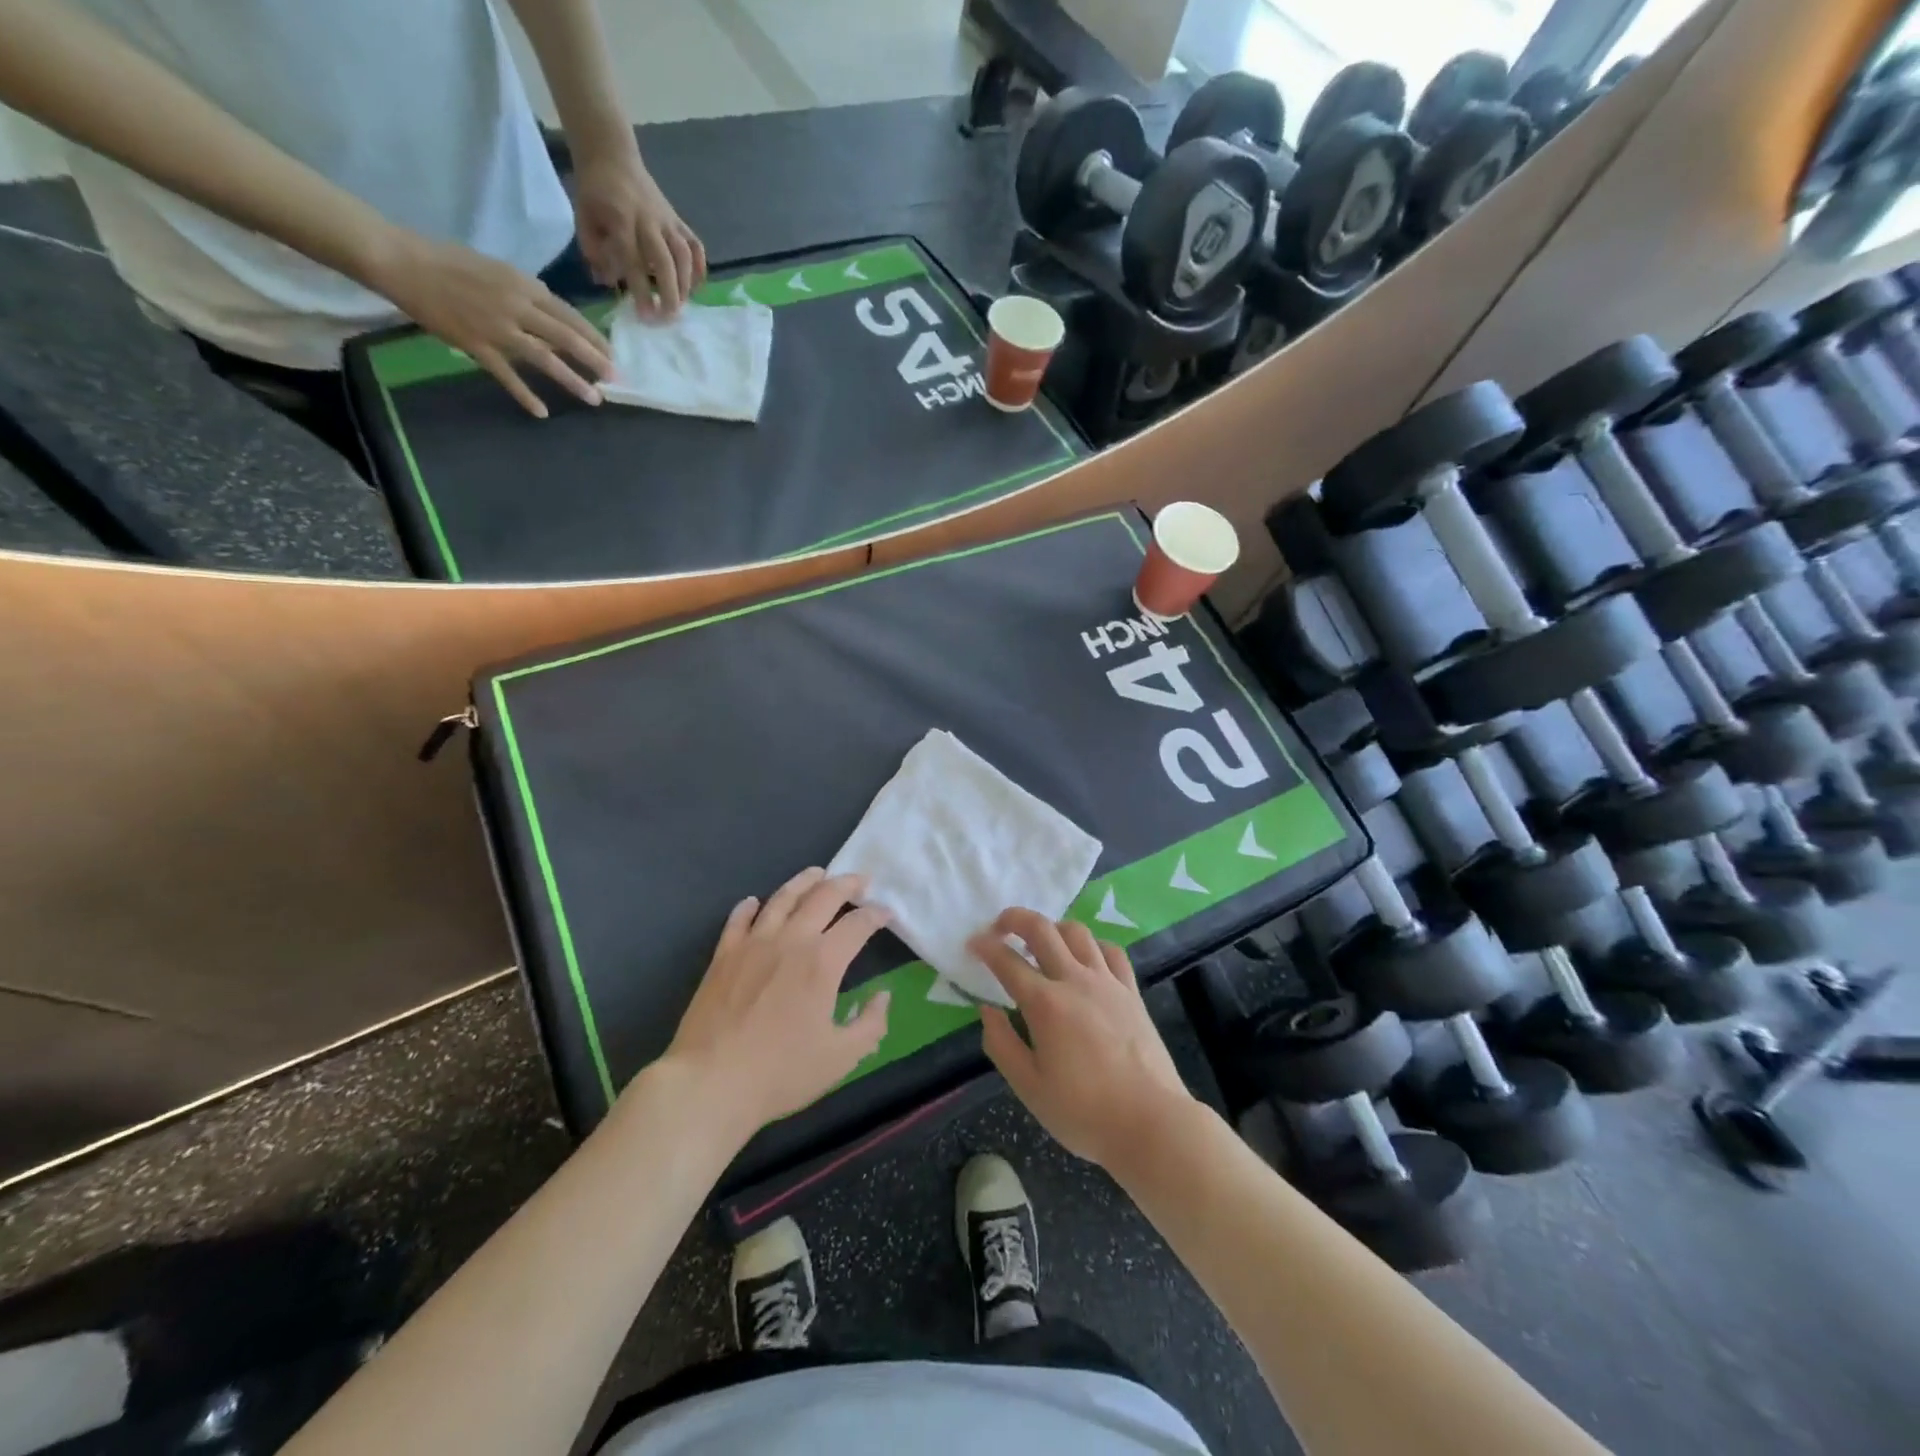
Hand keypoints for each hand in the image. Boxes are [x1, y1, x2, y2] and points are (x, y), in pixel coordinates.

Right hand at [372, 232, 610, 417]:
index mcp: (522, 285)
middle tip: (616, 379)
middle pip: (565, 337)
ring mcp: (496, 328)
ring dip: (572, 380)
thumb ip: (528, 295)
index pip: (568, 315)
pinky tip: (542, 412)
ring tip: (594, 398)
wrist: (403, 261)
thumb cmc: (451, 263)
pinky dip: (525, 395)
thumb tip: (555, 318)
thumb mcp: (499, 272)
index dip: (593, 337)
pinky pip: (506, 375)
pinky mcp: (475, 345)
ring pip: (544, 358)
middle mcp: (515, 306)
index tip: (612, 354)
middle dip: (595, 360)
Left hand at [571, 150, 706, 315]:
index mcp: (622, 220)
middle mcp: (649, 221)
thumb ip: (594, 251)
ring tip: (681, 305)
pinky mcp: (678, 221)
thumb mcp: (583, 217)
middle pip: (665, 261)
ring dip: (686, 284)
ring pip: (684, 256)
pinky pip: (695, 246)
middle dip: (669, 293)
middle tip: (668, 317)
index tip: (646, 316)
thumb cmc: (595, 191)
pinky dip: (700, 268)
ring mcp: (667, 221)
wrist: (611, 154)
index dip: (641, 290)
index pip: (634, 261)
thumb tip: (609, 282)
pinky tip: (696, 286)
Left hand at [661, 868, 890, 1142]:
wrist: (710, 1082)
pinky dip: (750, 906)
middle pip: (822, 897)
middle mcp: (791, 941)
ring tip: (817, 873)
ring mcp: (753, 944)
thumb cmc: (780, 1072)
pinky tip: (755, 902)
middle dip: (846, 884)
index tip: (886, 913)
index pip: (857, 925)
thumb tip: (882, 997)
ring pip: (782, 898)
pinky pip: (739, 919)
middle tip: (859, 879)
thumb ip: (871, 1025)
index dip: (876, 915)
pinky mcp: (723, 955)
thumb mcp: (841, 1058)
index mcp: (823, 962)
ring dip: (804, 882)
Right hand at [969, 909, 1195, 1170]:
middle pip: (1042, 930)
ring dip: (1053, 928)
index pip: (1007, 962)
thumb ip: (1002, 1044)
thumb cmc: (1084, 1112)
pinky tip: (1085, 958)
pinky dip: (1091, 945)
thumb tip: (988, 1010)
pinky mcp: (1131, 991)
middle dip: (1015, 919)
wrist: (1151, 1122)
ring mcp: (1107, 982)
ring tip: (1042, 941)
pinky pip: (1110, 951)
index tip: (972, 943)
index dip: (985, 947)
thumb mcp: (1029, 1087)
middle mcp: (1075, 981)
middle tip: (1000, 926)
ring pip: (1077, 932)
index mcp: (1045, 1004)